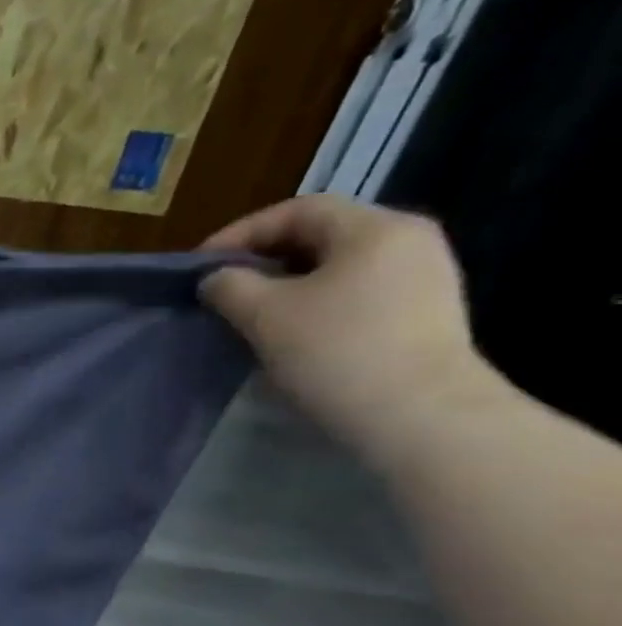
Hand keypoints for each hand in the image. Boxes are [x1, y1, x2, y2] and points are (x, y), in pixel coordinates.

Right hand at [199, 196, 493, 463]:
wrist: (419, 415)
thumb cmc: (336, 351)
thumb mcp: (264, 314)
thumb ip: (229, 286)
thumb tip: (216, 278)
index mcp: (375, 228)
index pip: (297, 210)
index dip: (241, 233)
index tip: (201, 266)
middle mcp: (408, 241)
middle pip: (321, 235)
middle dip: (264, 258)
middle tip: (222, 287)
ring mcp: (423, 277)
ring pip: (337, 266)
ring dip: (286, 283)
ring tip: (249, 311)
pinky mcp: (423, 313)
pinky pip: (357, 292)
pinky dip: (315, 302)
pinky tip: (290, 331)